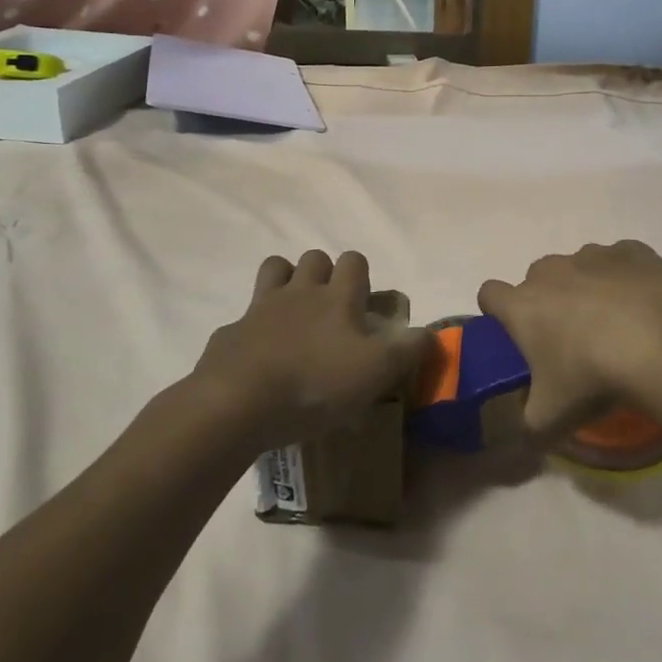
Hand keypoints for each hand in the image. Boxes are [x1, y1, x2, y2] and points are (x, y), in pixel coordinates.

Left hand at [193, 250, 429, 448]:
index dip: (361, 274)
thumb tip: (431, 334)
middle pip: (313, 258)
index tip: (364, 301)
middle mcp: (299, 292)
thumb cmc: (316, 384)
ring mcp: (260, 309)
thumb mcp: (377, 372)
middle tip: (331, 309)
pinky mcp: (230, 333)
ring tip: (295, 315)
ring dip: (286, 281)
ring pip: (274, 270)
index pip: (354, 261)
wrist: (238, 403)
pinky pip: (243, 318)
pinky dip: (252, 329)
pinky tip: (258, 356)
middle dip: (323, 272)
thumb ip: (409, 350)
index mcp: (337, 298)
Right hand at [477, 240, 661, 437]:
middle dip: (546, 302)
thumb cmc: (592, 378)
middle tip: (569, 340)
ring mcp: (592, 256)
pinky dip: (625, 277)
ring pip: (578, 267)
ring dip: (586, 287)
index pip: (489, 294)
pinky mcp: (632, 251)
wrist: (661, 341)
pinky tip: (643, 304)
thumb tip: (527, 432)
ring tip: (614, 324)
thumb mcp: (550, 420)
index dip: (498, 313)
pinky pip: (620, 260)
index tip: (515, 336)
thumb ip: (528, 426)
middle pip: (536, 279)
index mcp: (522, 305)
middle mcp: (551, 271)